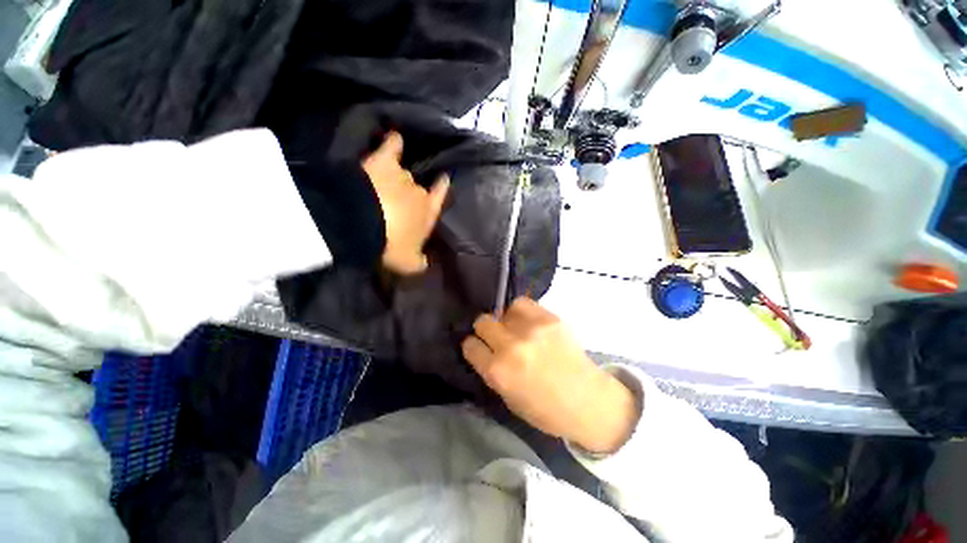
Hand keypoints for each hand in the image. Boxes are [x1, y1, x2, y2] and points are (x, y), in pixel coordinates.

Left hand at [363, 131, 449, 274]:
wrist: (363, 225)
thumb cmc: (390, 246)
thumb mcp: (409, 264)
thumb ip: (420, 262)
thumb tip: (425, 261)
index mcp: (428, 213)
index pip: (440, 197)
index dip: (442, 189)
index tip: (444, 180)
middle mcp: (419, 192)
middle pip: (418, 188)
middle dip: (411, 192)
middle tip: (399, 199)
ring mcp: (402, 176)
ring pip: (403, 173)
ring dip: (397, 177)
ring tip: (387, 180)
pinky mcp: (383, 163)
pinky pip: (391, 148)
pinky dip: (393, 142)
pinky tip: (394, 137)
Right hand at [462, 297, 638, 453]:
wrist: (589, 401)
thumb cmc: (546, 410)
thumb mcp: (509, 398)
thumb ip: (493, 371)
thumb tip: (484, 350)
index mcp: (498, 372)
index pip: (470, 345)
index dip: (473, 347)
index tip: (479, 349)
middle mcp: (511, 346)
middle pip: (482, 322)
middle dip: (485, 331)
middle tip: (496, 338)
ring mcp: (531, 329)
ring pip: (502, 310)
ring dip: (504, 320)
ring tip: (514, 329)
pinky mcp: (549, 318)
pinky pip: (523, 303)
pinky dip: (520, 311)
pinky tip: (527, 323)